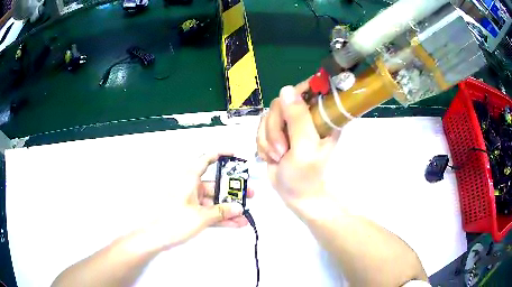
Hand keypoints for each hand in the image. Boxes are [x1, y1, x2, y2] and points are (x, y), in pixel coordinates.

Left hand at [145, 153, 254, 249]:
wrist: (154, 237)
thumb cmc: (172, 220)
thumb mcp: (201, 216)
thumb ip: (221, 212)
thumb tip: (238, 208)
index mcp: (189, 178)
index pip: (206, 159)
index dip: (220, 154)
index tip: (234, 155)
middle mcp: (190, 186)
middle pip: (215, 184)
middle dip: (232, 190)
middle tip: (248, 194)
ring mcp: (190, 200)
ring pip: (213, 200)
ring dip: (228, 208)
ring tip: (244, 213)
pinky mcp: (190, 212)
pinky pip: (208, 211)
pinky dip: (220, 216)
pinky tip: (234, 223)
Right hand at [257, 82, 338, 210]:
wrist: (294, 195)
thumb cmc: (306, 176)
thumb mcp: (305, 147)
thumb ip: (298, 119)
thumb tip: (286, 89)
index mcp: (321, 117)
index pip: (309, 90)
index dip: (296, 95)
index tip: (287, 114)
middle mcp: (306, 116)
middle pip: (281, 103)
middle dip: (275, 129)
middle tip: (282, 151)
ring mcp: (289, 123)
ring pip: (268, 116)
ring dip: (268, 139)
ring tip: (278, 157)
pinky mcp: (276, 132)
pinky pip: (260, 128)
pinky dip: (263, 144)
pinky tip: (271, 157)